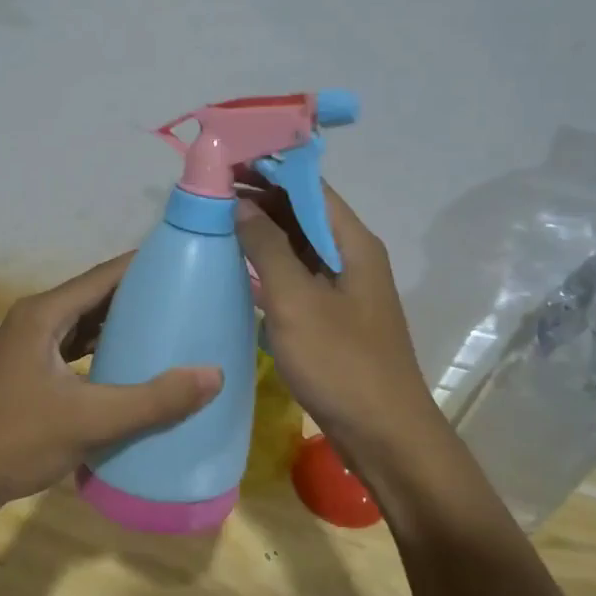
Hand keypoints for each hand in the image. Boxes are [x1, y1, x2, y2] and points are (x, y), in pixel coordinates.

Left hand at [0, 255, 223, 522]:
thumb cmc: (15, 440)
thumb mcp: (89, 419)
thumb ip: (152, 399)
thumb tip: (214, 374)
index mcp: (44, 314)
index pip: (104, 275)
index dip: (145, 265)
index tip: (187, 262)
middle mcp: (35, 321)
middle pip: (96, 296)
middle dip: (139, 296)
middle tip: (189, 298)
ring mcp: (28, 348)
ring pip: (84, 325)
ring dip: (121, 325)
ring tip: (169, 328)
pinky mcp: (29, 374)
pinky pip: (75, 349)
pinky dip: (103, 351)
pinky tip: (131, 366)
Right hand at [235, 183, 439, 464]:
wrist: (385, 435)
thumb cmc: (342, 363)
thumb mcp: (297, 301)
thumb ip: (267, 248)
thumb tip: (240, 205)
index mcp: (353, 242)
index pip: (309, 186)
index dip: (269, 168)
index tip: (226, 159)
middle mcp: (351, 256)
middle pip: (303, 212)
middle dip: (260, 198)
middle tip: (210, 191)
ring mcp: (342, 288)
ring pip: (298, 244)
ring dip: (261, 231)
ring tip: (215, 221)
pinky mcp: (331, 316)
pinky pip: (296, 275)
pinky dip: (268, 265)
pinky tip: (238, 267)